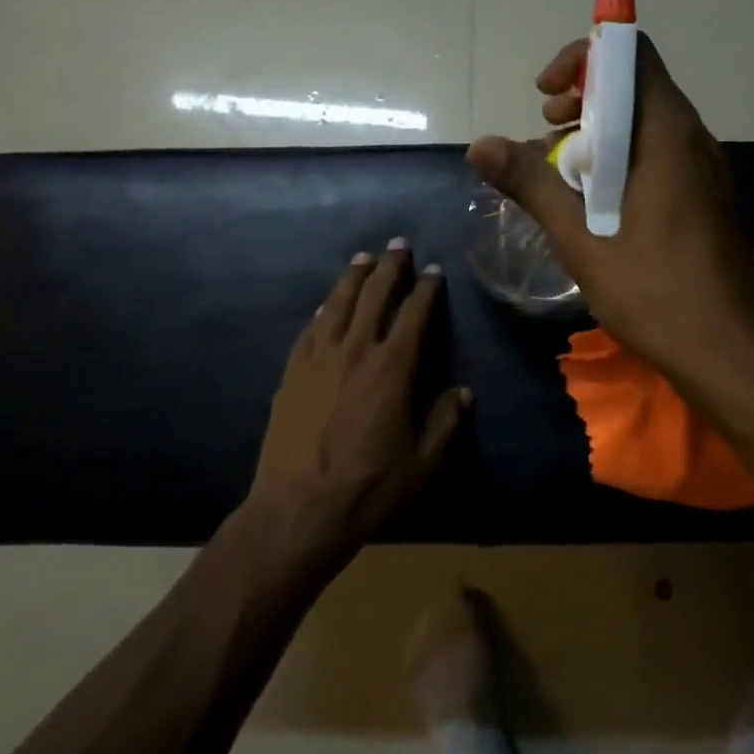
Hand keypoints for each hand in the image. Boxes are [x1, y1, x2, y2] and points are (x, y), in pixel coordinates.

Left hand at [246, 241, 470, 560]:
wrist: (298, 509)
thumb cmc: (369, 487)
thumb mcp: (423, 463)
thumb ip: (445, 423)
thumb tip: (462, 392)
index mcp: (392, 369)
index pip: (414, 315)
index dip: (426, 289)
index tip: (434, 271)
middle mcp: (355, 352)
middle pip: (374, 297)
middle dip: (389, 268)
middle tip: (398, 244)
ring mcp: (318, 360)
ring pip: (337, 304)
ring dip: (353, 278)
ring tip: (363, 258)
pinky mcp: (292, 374)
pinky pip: (310, 330)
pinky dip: (323, 311)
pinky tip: (326, 304)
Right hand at [467, 36, 753, 397]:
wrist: (734, 357)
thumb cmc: (657, 296)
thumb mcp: (583, 242)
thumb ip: (532, 187)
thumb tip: (480, 145)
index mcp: (667, 136)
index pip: (631, 55)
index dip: (582, 59)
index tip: (543, 96)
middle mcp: (693, 141)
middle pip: (636, 88)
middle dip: (582, 103)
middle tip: (544, 139)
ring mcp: (706, 172)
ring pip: (646, 127)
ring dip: (599, 139)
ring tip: (561, 180)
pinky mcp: (707, 200)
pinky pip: (660, 159)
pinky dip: (622, 165)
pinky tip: (596, 209)